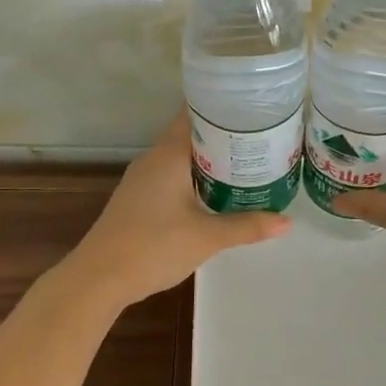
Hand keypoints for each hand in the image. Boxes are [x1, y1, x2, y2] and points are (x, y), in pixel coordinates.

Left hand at [67, 113, 289, 308]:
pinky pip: (171, 175)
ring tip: (246, 162)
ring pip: (181, 157)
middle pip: (191, 135)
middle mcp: (153, 159)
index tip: (253, 107)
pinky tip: (214, 192)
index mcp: (168, 155)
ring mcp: (142, 179)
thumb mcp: (207, 237)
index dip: (222, 107)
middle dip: (224, 135)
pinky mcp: (138, 199)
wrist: (99, 278)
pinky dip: (195, 176)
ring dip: (210, 158)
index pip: (195, 114)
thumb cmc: (153, 247)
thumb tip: (287, 222)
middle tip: (261, 138)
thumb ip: (247, 226)